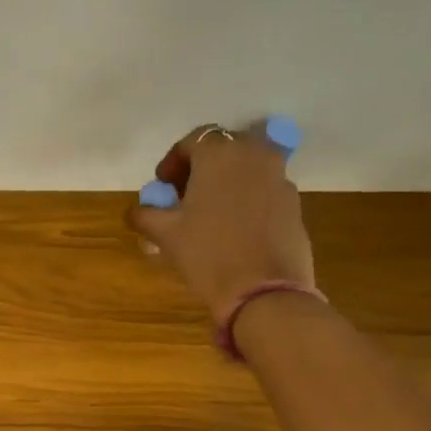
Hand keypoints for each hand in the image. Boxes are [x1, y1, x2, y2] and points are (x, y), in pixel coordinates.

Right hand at [128, 124, 316, 322]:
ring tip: (210, 213)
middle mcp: (255, 155)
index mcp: (220, 154)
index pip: (194, 140)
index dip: (174, 161)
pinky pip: (264, 189)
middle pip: (225, 148)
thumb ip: (145, 214)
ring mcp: (280, 178)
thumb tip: (137, 210)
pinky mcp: (294, 203)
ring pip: (248, 167)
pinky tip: (234, 228)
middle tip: (185, 195)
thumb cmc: (207, 253)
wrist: (263, 290)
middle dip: (203, 166)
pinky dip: (247, 198)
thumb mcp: (165, 234)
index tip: (163, 186)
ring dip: (227, 181)